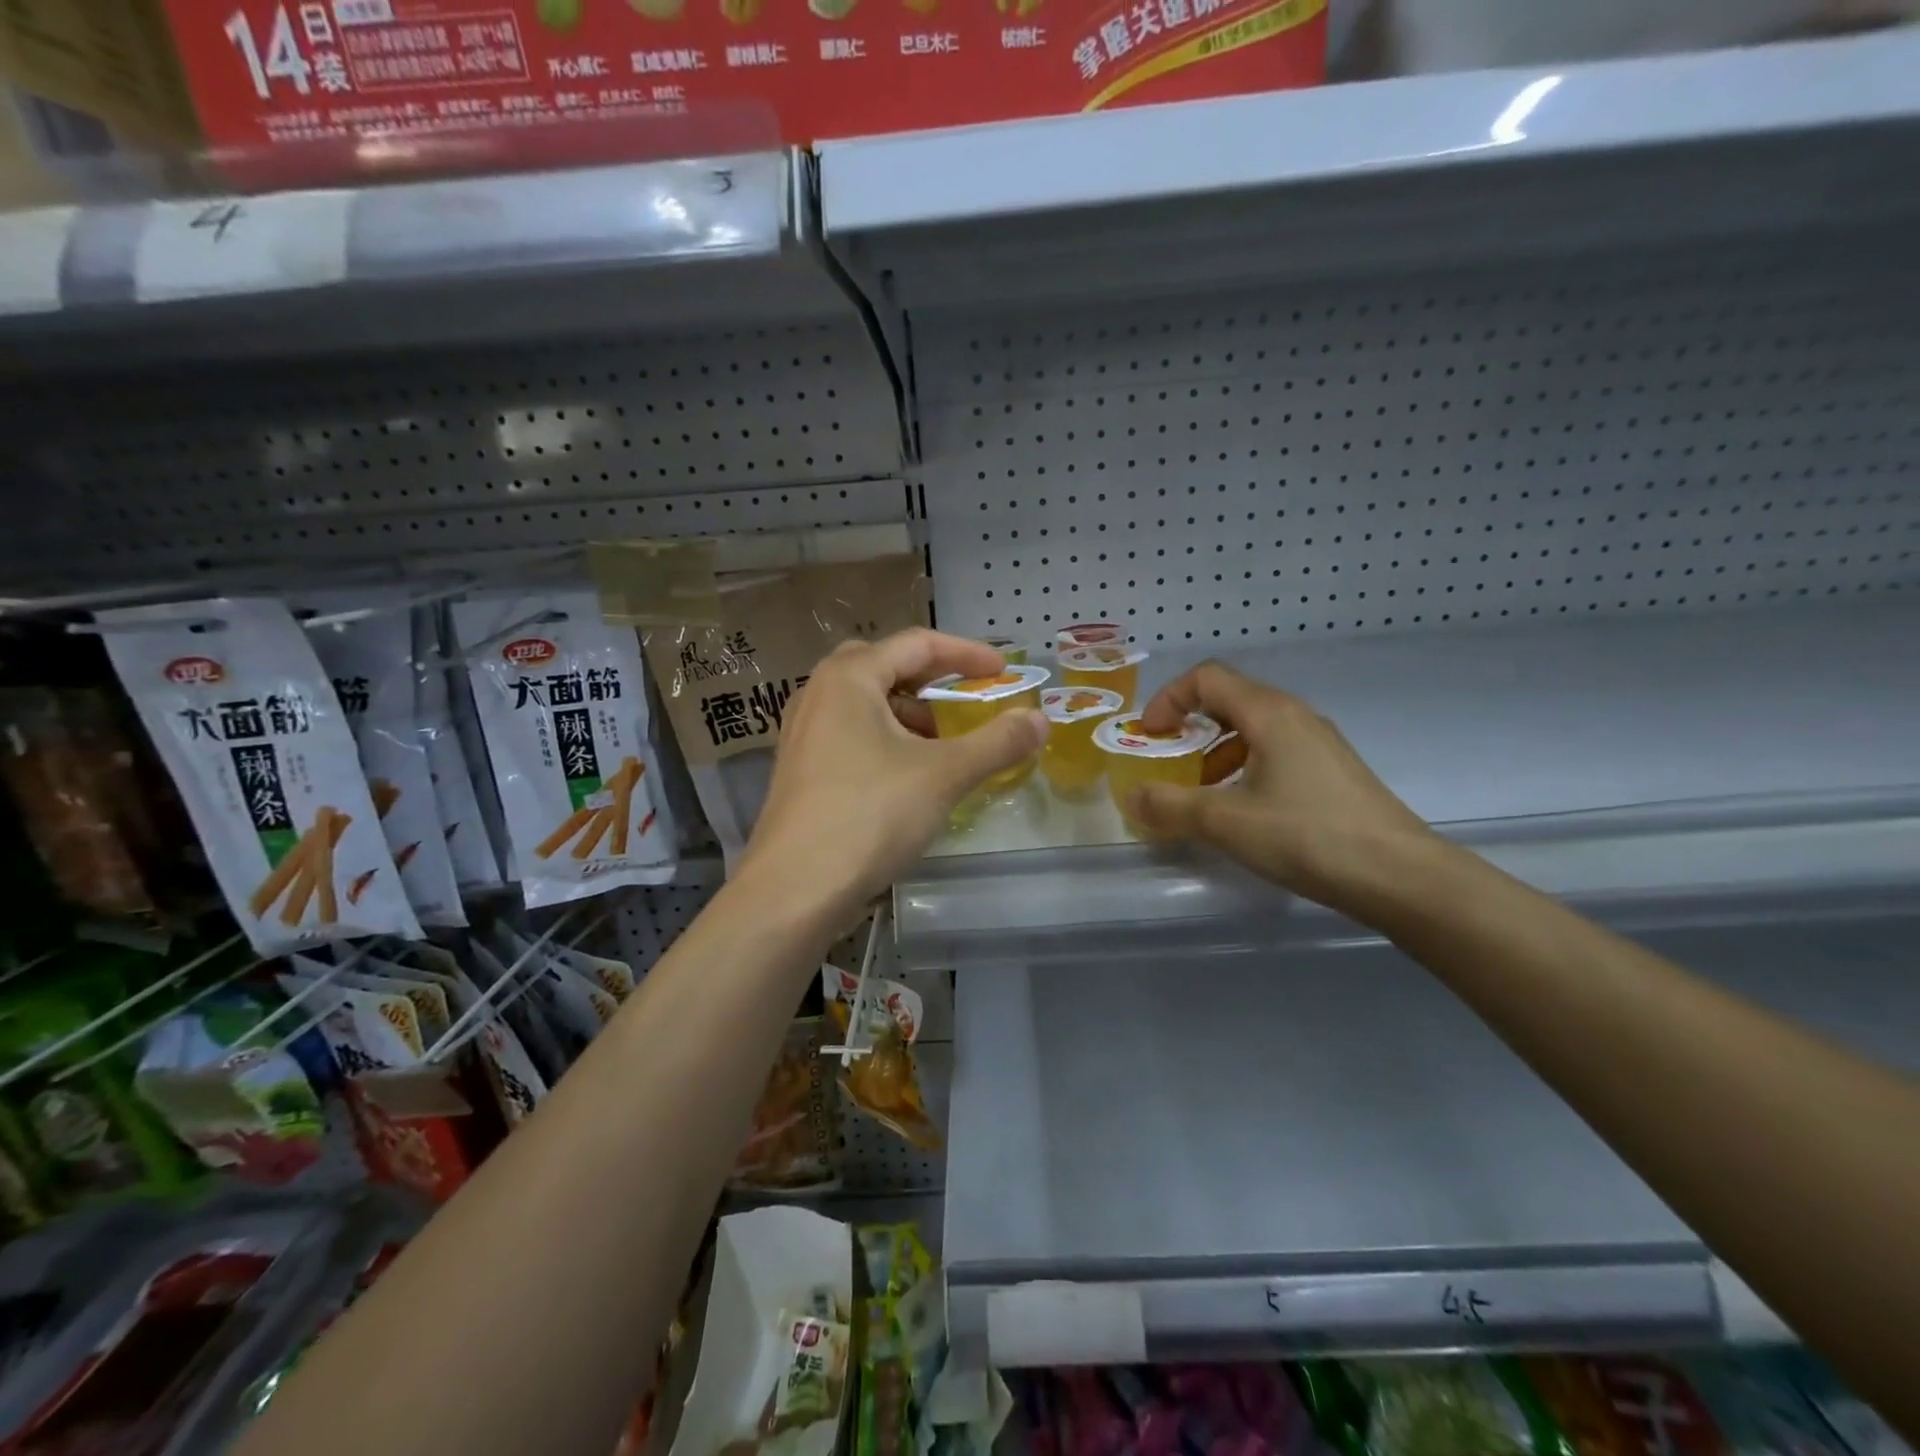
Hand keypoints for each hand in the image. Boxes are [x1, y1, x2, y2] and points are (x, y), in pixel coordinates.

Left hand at [738, 629, 1047, 917]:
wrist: (794, 889)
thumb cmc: (869, 815)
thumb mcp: (943, 775)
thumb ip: (996, 743)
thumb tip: (1039, 720)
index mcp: (849, 678)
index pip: (917, 644)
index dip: (967, 653)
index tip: (1003, 672)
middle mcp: (819, 693)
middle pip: (885, 666)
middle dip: (931, 679)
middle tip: (965, 699)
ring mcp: (804, 733)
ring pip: (866, 703)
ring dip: (909, 713)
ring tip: (943, 746)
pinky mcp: (801, 769)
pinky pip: (851, 734)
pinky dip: (886, 740)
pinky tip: (908, 776)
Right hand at [1130, 661, 1436, 914]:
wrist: (1400, 876)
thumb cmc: (1307, 836)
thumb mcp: (1227, 822)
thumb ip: (1171, 805)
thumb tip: (1131, 796)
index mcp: (1269, 713)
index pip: (1206, 678)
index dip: (1169, 699)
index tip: (1150, 736)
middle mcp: (1294, 716)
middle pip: (1228, 699)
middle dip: (1188, 726)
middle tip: (1166, 761)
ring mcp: (1318, 743)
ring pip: (1252, 728)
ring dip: (1214, 750)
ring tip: (1199, 791)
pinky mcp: (1330, 771)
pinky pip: (1273, 751)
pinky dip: (1242, 766)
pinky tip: (1240, 808)